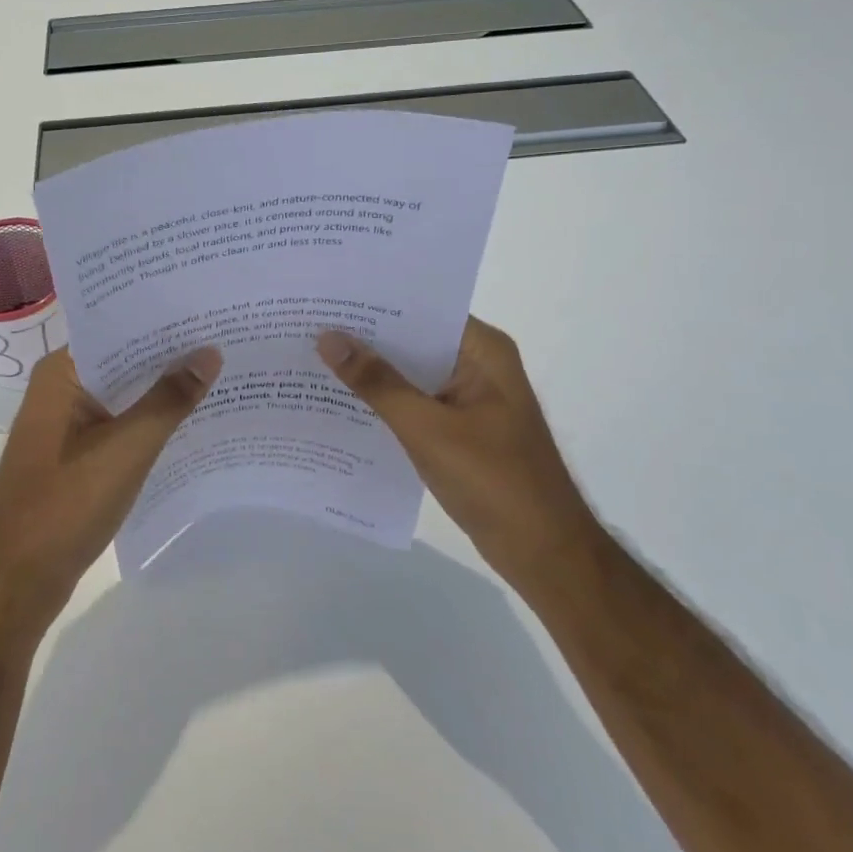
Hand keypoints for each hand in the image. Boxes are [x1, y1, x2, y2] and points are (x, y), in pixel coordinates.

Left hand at [0, 346, 221, 643]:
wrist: (14, 583)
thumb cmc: (64, 505)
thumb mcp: (127, 448)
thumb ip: (169, 399)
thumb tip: (210, 351)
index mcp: (61, 372)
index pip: (116, 326)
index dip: (161, 319)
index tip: (207, 308)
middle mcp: (60, 388)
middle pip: (122, 359)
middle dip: (169, 354)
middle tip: (226, 337)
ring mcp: (66, 424)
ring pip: (123, 394)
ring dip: (161, 389)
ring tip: (220, 372)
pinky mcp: (75, 456)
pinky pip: (119, 424)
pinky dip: (149, 420)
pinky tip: (190, 420)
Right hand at [317, 317, 600, 597]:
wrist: (544, 555)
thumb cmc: (493, 482)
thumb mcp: (427, 428)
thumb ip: (377, 382)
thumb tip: (328, 337)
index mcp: (482, 350)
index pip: (421, 309)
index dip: (374, 302)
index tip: (327, 296)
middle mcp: (477, 364)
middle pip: (413, 339)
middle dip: (364, 336)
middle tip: (307, 324)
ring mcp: (469, 398)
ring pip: (410, 372)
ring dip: (371, 370)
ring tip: (312, 355)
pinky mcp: (460, 428)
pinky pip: (414, 402)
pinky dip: (384, 401)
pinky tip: (340, 401)